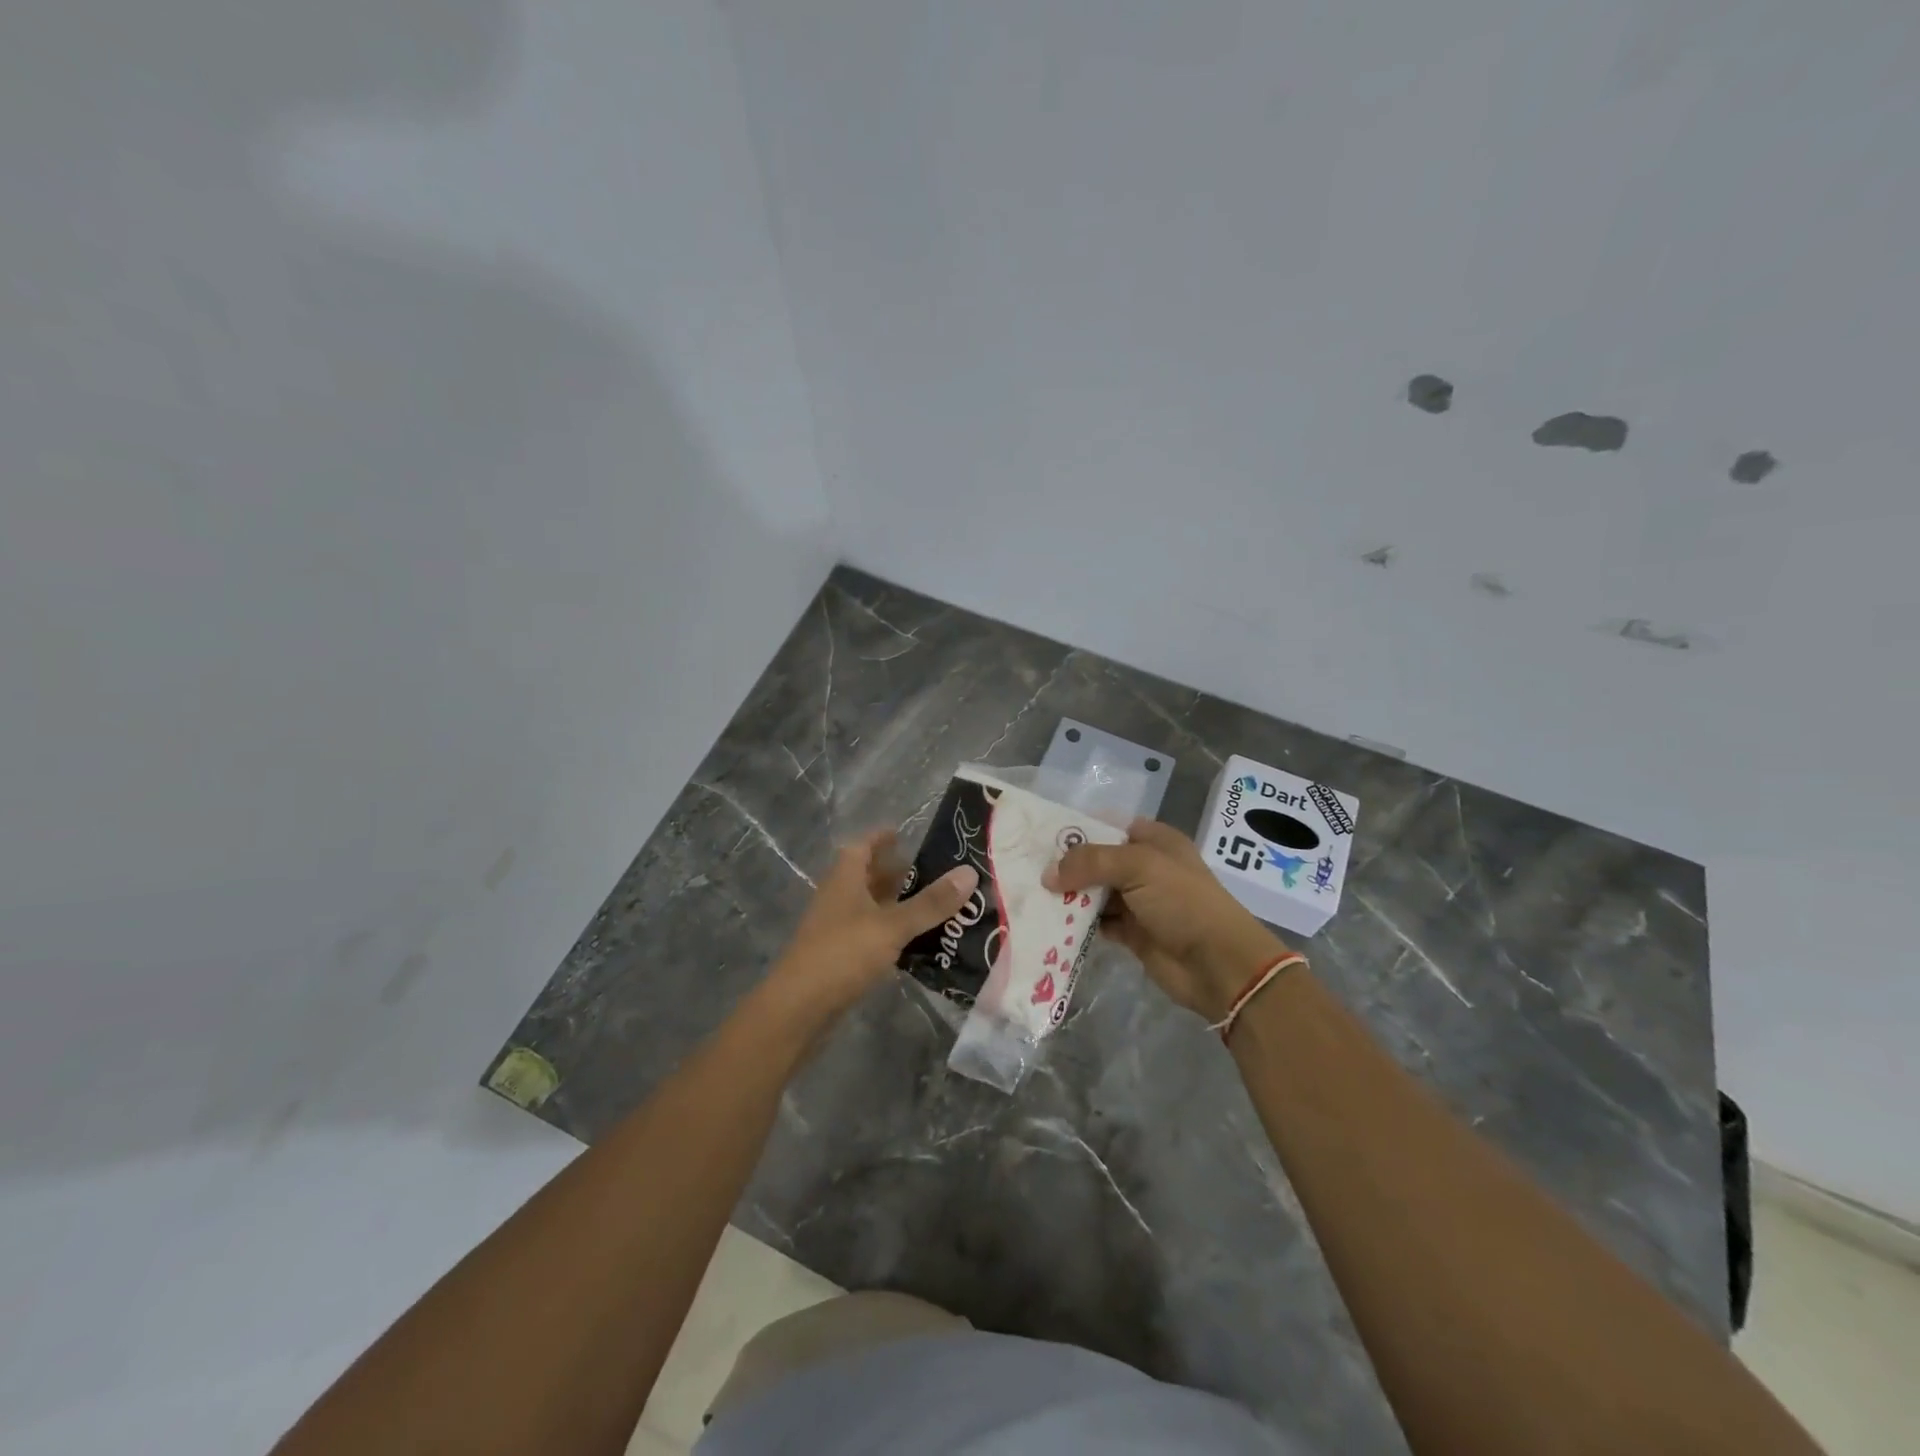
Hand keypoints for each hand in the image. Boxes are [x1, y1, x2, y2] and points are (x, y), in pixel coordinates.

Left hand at [766, 828, 978, 1020]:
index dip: (882, 838)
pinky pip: (873, 935)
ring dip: (899, 905)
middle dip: (899, 873)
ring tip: (937, 906)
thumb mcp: (892, 925)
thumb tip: (969, 872)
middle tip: (937, 872)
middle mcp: (839, 897)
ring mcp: (838, 928)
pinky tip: (919, 943)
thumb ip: (930, 902)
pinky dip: (894, 933)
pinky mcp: (842, 957)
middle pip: (869, 876)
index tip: (907, 834)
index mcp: (845, 878)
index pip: (863, 846)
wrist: (799, 1009)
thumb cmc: (842, 954)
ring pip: (873, 907)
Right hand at [1045, 817, 1288, 1022]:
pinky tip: (1051, 923)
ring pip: (1094, 894)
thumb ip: (1090, 862)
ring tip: (1031, 896)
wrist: (1218, 964)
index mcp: (1154, 841)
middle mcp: (1145, 868)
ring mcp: (1139, 902)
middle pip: (1097, 862)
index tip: (1040, 839)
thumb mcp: (1138, 866)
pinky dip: (1078, 924)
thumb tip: (1048, 875)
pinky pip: (1098, 924)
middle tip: (1026, 870)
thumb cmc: (1182, 902)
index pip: (1108, 827)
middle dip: (1066, 867)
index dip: (1078, 831)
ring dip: (1069, 897)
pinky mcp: (1133, 934)